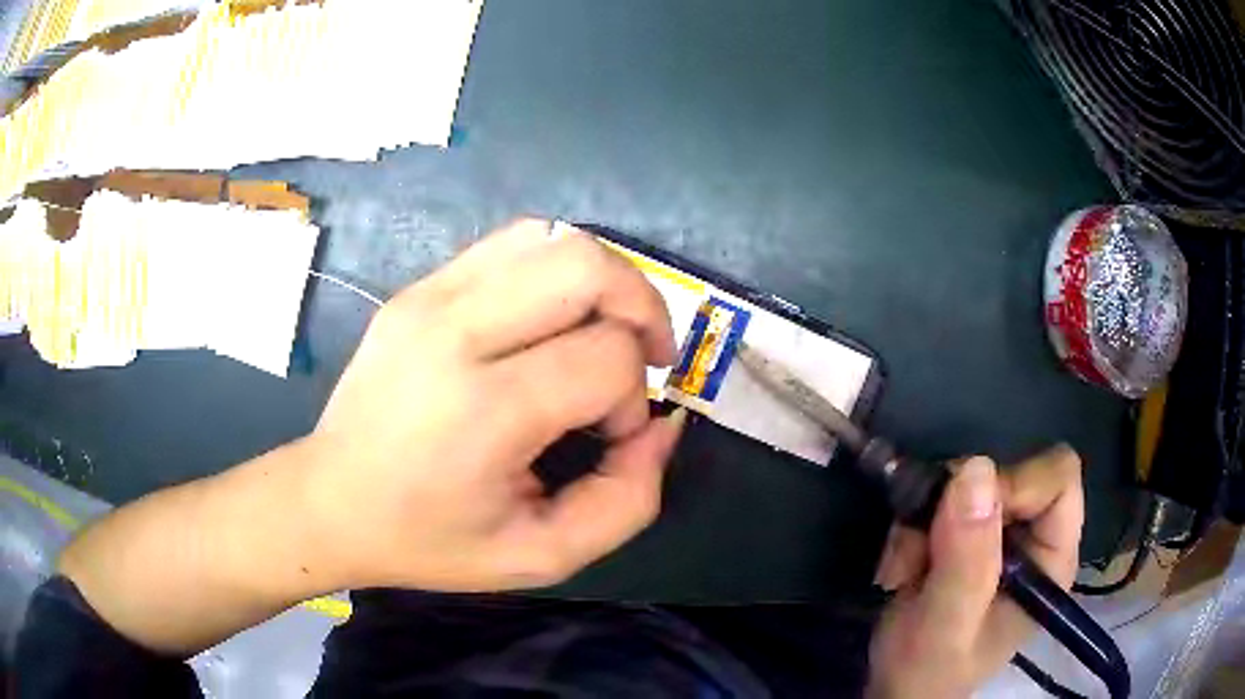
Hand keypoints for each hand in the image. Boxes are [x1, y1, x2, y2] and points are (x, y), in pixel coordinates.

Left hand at [302, 219, 684, 591]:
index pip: (606, 357)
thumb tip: (662, 426)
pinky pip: (510, 244)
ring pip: (551, 238)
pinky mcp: (417, 287)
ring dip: (600, 280)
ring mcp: (429, 297)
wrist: (330, 500)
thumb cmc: (430, 539)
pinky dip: (552, 270)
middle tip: (639, 357)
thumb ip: (627, 501)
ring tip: (598, 331)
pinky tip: (547, 319)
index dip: (633, 398)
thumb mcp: (542, 555)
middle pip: (587, 266)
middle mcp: (455, 332)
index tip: (608, 436)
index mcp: (484, 410)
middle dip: (640, 307)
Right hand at [866, 446, 1082, 697]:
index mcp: (1052, 558)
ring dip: (925, 521)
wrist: (897, 688)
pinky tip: (903, 568)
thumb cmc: (930, 670)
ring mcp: (999, 532)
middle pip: (1009, 472)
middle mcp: (1034, 535)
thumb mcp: (947, 625)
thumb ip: (967, 559)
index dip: (1015, 484)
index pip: (1057, 479)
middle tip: (921, 550)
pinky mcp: (966, 531)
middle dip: (955, 507)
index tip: (962, 516)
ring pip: (966, 482)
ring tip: (905, 569)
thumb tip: (975, 470)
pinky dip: (912, 527)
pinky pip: (938, 497)